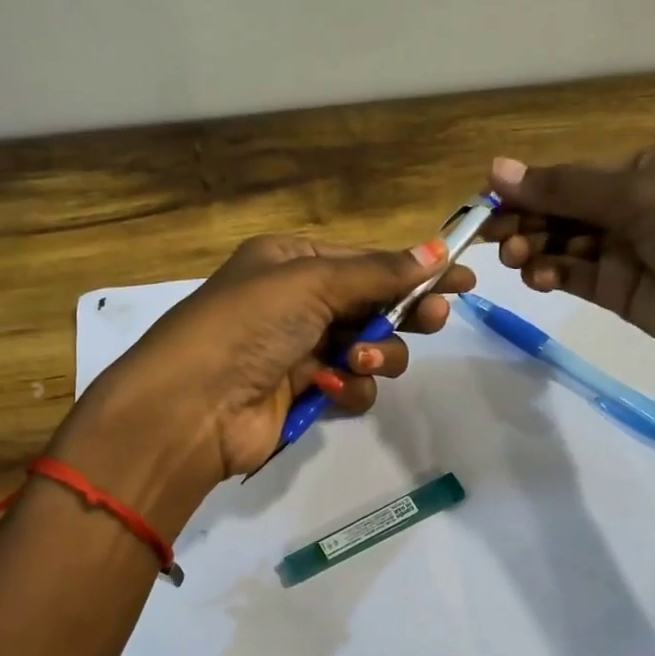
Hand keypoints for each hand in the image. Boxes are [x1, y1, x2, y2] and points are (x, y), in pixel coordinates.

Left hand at [51, 233, 471, 533]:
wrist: (192, 407)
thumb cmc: (248, 325)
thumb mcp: (312, 282)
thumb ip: (378, 272)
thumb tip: (437, 248)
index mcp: (290, 261)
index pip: (366, 261)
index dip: (414, 269)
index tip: (462, 277)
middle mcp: (296, 303)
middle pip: (373, 304)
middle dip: (405, 312)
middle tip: (434, 319)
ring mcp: (300, 351)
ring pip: (370, 348)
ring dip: (376, 353)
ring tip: (358, 359)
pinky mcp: (304, 395)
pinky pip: (352, 385)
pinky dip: (350, 387)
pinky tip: (330, 388)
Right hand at [482, 148, 654, 403]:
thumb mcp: (642, 195)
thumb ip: (566, 187)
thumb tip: (496, 169)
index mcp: (653, 168)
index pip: (576, 174)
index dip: (530, 186)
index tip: (486, 200)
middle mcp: (640, 207)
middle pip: (566, 209)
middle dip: (528, 219)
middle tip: (490, 236)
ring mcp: (631, 253)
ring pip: (566, 245)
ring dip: (535, 247)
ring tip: (513, 257)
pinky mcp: (624, 295)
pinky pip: (577, 278)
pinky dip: (553, 274)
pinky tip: (536, 277)